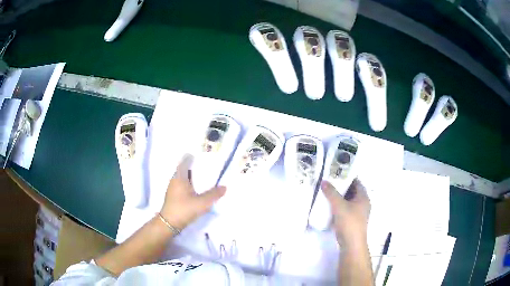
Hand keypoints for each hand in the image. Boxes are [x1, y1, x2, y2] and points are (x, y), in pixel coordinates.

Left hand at [160, 154, 225, 230]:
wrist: (169, 223)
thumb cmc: (183, 209)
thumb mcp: (201, 203)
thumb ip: (213, 194)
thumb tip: (225, 187)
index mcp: (179, 176)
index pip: (185, 160)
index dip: (193, 156)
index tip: (203, 154)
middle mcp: (175, 179)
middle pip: (185, 168)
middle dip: (196, 166)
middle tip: (209, 165)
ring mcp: (173, 188)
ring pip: (185, 177)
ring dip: (194, 176)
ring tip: (207, 176)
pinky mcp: (174, 195)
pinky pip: (184, 184)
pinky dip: (191, 184)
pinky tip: (199, 188)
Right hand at [321, 178, 370, 246]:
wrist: (351, 244)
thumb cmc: (349, 222)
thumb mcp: (339, 206)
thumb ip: (331, 193)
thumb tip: (324, 181)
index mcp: (363, 197)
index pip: (357, 182)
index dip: (347, 176)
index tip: (336, 172)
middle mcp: (362, 203)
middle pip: (352, 191)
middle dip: (341, 186)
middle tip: (329, 181)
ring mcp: (357, 213)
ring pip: (347, 201)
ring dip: (339, 197)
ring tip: (327, 191)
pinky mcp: (352, 221)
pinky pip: (345, 209)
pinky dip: (338, 206)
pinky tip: (328, 205)